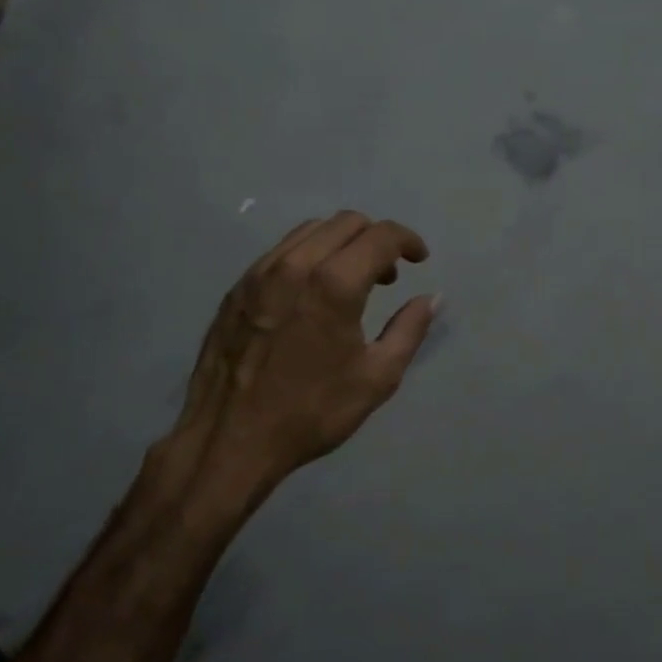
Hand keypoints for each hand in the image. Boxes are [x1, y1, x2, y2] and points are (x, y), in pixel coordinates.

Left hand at [173, 212, 437, 495]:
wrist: (229, 439)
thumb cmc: (310, 412)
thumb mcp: (376, 379)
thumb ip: (409, 330)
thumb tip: (432, 298)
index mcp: (334, 284)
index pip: (381, 236)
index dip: (408, 241)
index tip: (420, 259)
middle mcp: (295, 265)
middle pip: (346, 222)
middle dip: (376, 239)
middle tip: (387, 277)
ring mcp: (260, 273)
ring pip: (311, 231)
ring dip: (341, 243)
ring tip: (350, 282)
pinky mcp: (237, 287)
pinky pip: (281, 251)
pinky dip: (308, 256)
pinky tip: (311, 294)